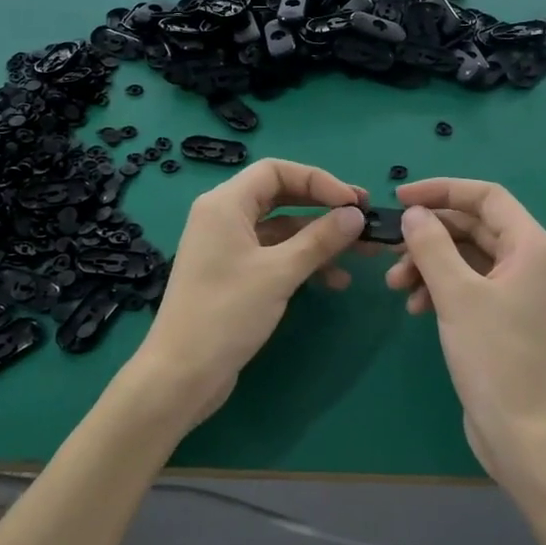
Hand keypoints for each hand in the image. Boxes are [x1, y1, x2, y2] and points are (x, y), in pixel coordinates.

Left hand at [134, 158, 366, 428]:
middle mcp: (223, 217)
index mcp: (225, 204)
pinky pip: (274, 255)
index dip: (318, 180)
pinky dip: (302, 262)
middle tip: (363, 220)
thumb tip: (356, 215)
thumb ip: (320, 239)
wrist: (182, 373)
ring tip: (361, 255)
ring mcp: (227, 248)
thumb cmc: (227, 313)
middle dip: (323, 208)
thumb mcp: (279, 273)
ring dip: (319, 239)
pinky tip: (333, 281)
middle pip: (280, 197)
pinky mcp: (233, 275)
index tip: (353, 202)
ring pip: (281, 229)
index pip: (276, 171)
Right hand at [383, 178, 545, 489]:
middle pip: (474, 227)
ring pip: (468, 258)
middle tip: (390, 250)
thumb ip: (431, 246)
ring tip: (396, 287)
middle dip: (430, 235)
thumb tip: (413, 213)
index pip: (486, 196)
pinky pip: (470, 286)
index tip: (399, 198)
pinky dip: (441, 288)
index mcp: (532, 246)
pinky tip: (415, 307)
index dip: (442, 190)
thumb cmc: (495, 357)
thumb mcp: (456, 295)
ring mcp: (520, 292)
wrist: (525, 434)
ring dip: (430, 264)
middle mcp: (531, 262)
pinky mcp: (507, 319)